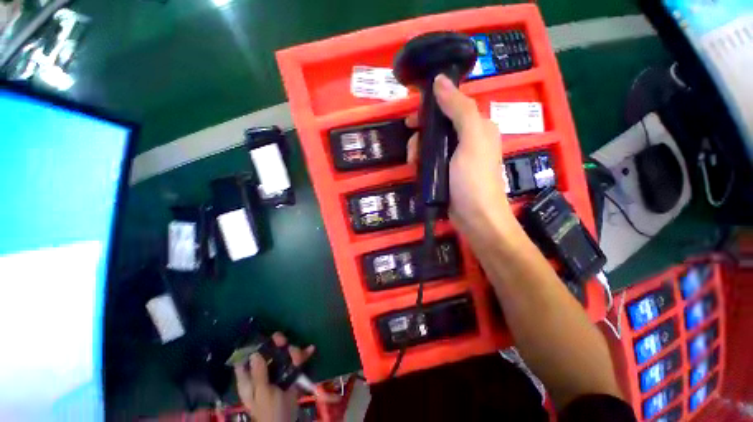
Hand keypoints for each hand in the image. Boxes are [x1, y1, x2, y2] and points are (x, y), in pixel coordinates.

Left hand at [233, 332, 314, 421]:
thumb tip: (255, 354)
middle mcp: (262, 373)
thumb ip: (259, 374)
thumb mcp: (263, 393)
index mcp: (249, 380)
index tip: (262, 338)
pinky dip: (303, 355)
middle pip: (268, 352)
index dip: (251, 347)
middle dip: (277, 344)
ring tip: (300, 357)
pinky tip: (311, 350)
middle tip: (284, 341)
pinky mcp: (289, 375)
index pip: (244, 360)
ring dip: (294, 352)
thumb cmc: (270, 411)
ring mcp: (276, 373)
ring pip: (283, 354)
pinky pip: (296, 362)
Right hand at [407, 74, 511, 238]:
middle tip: (412, 149)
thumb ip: (458, 109)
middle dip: (421, 135)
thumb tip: (440, 79)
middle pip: (438, 127)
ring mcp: (456, 157)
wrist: (476, 218)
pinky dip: (421, 163)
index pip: (450, 106)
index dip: (429, 110)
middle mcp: (468, 139)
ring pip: (431, 144)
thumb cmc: (474, 179)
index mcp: (477, 126)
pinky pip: (431, 160)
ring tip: (413, 164)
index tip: (411, 121)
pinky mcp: (447, 172)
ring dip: (418, 151)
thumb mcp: (470, 140)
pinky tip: (417, 170)